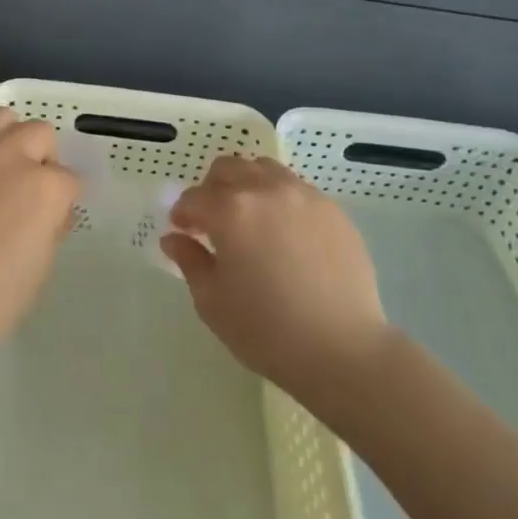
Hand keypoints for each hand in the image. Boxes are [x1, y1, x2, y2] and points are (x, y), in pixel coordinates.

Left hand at [0, 107, 76, 369]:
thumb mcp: (38, 270)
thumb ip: (49, 227)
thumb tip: (48, 212)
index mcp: (44, 187)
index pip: (70, 180)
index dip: (63, 201)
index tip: (52, 218)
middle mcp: (9, 155)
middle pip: (40, 133)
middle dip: (41, 157)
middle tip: (26, 187)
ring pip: (0, 118)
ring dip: (6, 138)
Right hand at [160, 156, 388, 395]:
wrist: (343, 350)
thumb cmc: (267, 330)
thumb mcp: (213, 302)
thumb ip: (190, 261)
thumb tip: (174, 239)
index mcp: (230, 210)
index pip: (194, 198)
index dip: (182, 214)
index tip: (183, 232)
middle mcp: (265, 190)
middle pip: (228, 168)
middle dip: (211, 189)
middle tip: (212, 221)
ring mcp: (303, 196)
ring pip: (264, 170)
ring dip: (247, 185)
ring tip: (250, 219)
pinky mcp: (333, 210)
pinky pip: (297, 189)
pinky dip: (280, 199)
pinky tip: (285, 233)